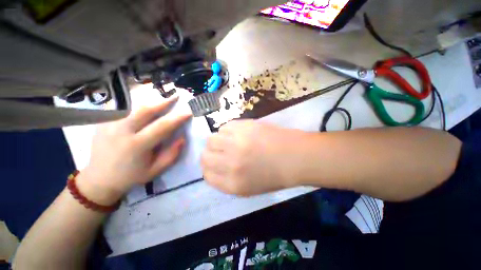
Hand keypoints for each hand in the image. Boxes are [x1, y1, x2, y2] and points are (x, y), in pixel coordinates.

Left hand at [77, 96, 191, 204]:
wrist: (99, 179)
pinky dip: (137, 104)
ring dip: (151, 100)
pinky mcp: (103, 122)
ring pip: (134, 106)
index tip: (188, 111)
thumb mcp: (155, 170)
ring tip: (163, 98)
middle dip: (163, 101)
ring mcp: (109, 125)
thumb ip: (171, 154)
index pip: (161, 127)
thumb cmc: (131, 176)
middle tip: (175, 96)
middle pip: (145, 110)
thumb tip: (182, 138)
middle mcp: (122, 131)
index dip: (177, 118)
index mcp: (137, 146)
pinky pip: (124, 109)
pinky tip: (145, 105)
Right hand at [201, 120, 307, 195]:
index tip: (213, 164)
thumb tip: (214, 168)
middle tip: (219, 150)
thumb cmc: (274, 175)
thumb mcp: (249, 188)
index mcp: (233, 184)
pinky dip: (227, 130)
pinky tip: (238, 133)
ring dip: (218, 140)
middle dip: (209, 154)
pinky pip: (224, 127)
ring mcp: (236, 143)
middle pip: (205, 156)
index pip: (207, 176)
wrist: (295, 157)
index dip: (208, 169)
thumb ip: (227, 180)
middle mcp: (231, 164)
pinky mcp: (243, 127)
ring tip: (230, 140)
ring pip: (211, 139)